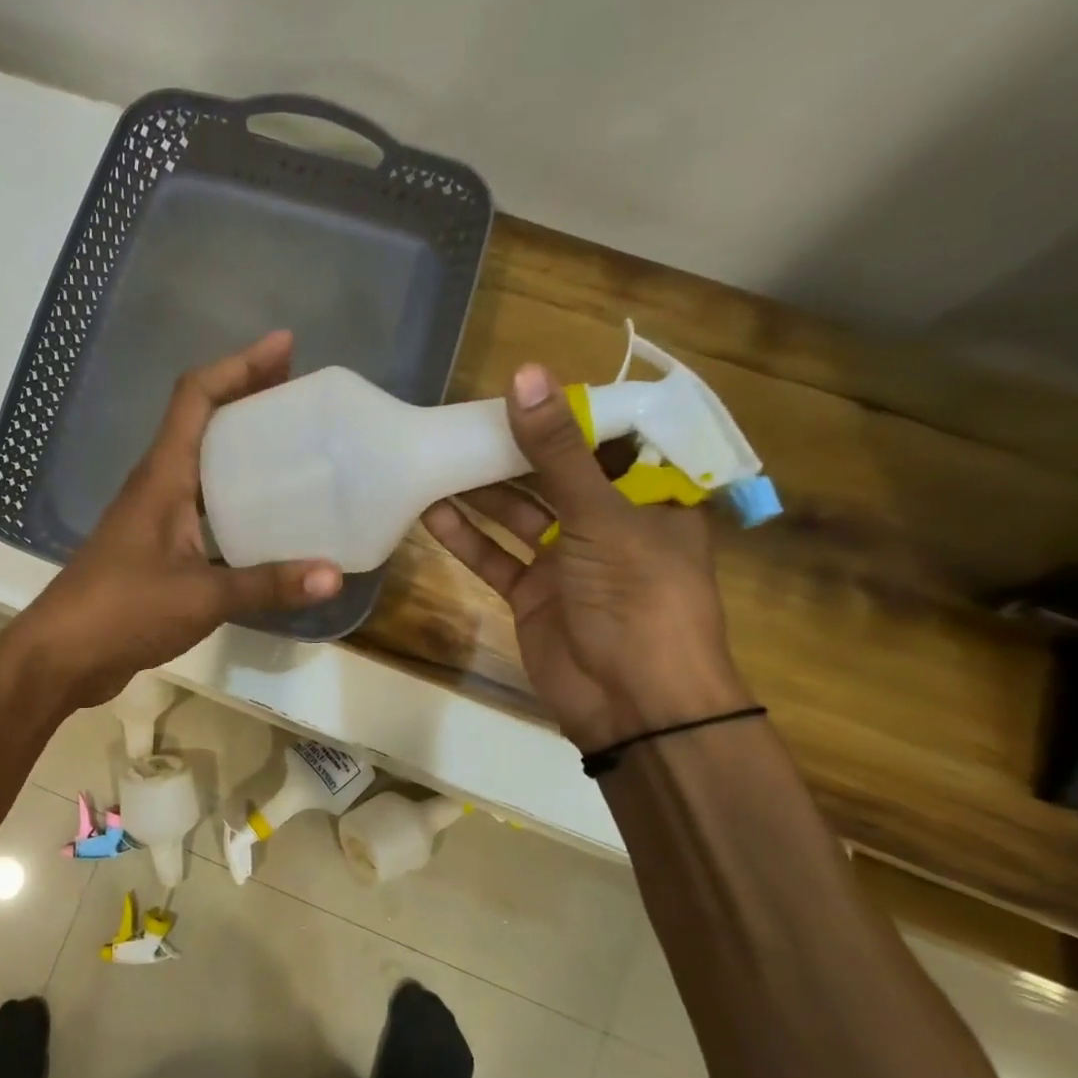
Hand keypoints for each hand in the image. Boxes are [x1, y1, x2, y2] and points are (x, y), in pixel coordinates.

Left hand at [6, 331, 342, 708]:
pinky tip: (265, 523)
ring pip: (201, 466)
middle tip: (300, 398)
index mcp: (162, 477)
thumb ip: (267, 585)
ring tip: (293, 452)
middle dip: (248, 399)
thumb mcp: (202, 597)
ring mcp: (152, 519)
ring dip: (240, 451)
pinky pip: (200, 508)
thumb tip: (332, 576)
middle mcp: (155, 486)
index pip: (195, 396)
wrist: (62, 654)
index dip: (239, 365)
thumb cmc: (123, 611)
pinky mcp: (154, 550)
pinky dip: (233, 502)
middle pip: (202, 422)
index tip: (286, 347)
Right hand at [422, 364, 748, 750]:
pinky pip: (494, 556)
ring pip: (518, 516)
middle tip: (461, 421)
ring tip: (436, 458)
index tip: (520, 388)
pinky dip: (465, 537)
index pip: (607, 441)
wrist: (632, 702)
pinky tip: (431, 512)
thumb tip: (525, 376)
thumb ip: (557, 452)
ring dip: (480, 492)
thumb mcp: (600, 516)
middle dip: (511, 452)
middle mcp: (607, 524)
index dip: (566, 415)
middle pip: (553, 476)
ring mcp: (565, 562)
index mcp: (646, 498)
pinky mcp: (531, 594)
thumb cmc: (637, 597)